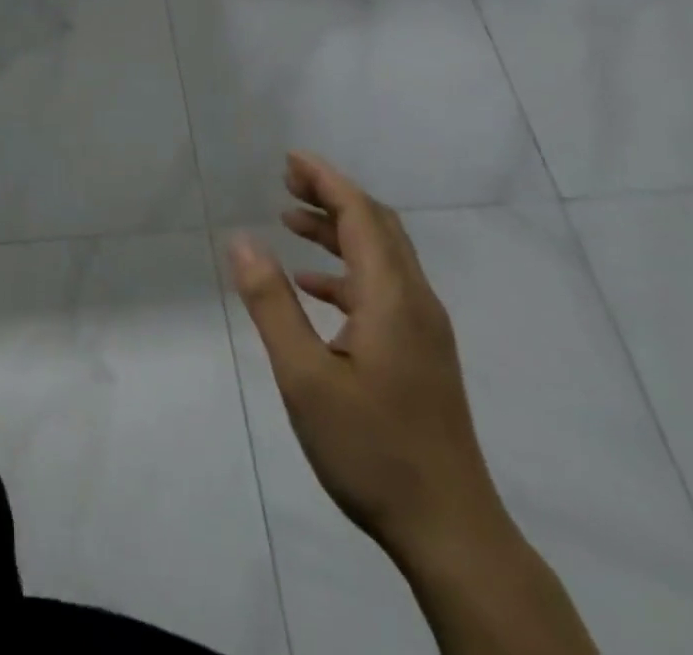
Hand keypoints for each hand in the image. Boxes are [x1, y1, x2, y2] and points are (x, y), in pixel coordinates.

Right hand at [229, 152, 503, 565]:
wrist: (451, 532)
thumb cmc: (372, 449)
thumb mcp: (305, 377)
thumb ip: (272, 303)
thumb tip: (240, 239)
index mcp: (392, 297)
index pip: (361, 215)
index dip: (326, 180)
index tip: (290, 159)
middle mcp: (415, 302)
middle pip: (377, 226)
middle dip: (332, 196)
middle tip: (286, 180)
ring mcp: (423, 330)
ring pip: (381, 257)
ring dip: (338, 231)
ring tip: (289, 220)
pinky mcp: (421, 354)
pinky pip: (382, 288)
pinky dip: (346, 270)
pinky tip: (313, 286)